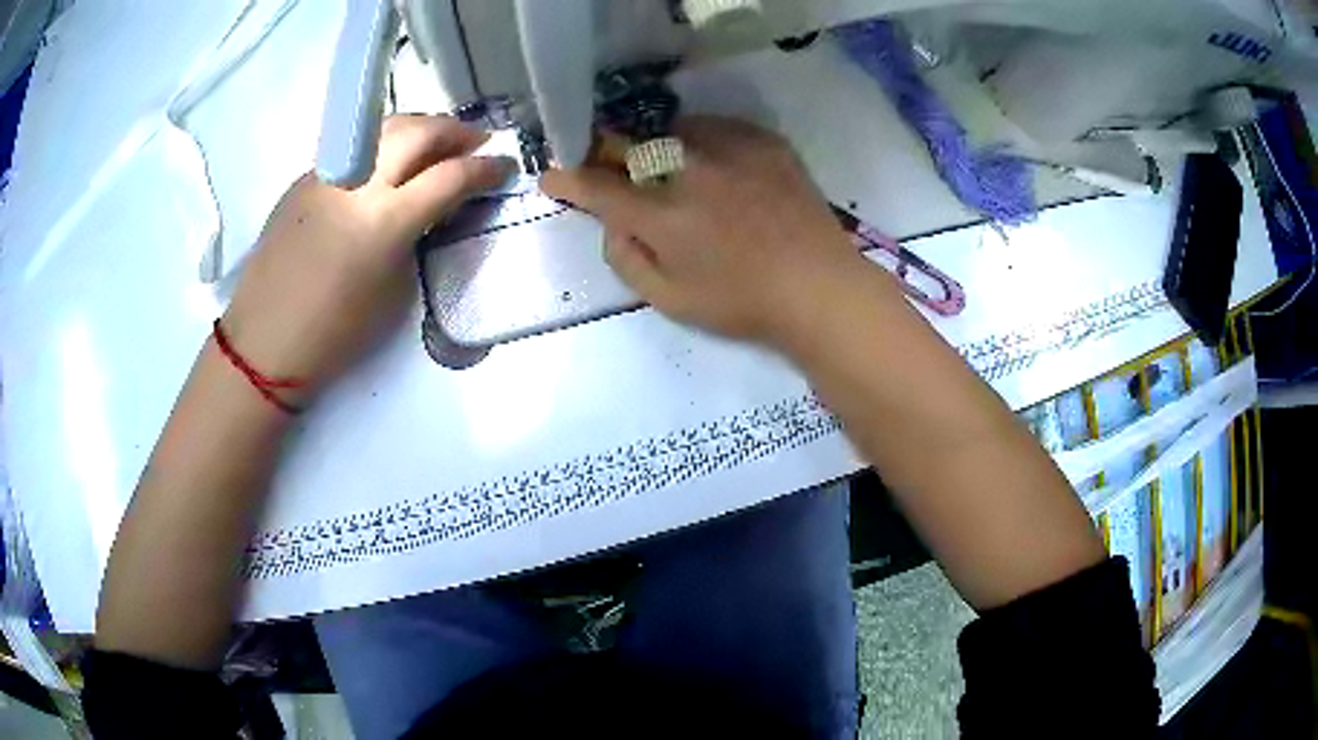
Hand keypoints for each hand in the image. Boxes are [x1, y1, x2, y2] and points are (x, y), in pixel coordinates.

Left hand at [222, 115, 512, 402]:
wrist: (265, 341)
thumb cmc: (335, 333)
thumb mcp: (394, 291)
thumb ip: (418, 237)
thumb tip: (433, 208)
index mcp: (384, 220)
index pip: (450, 176)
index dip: (486, 169)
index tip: (505, 167)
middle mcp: (357, 183)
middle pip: (419, 132)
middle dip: (456, 132)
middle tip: (477, 143)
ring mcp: (328, 173)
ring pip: (385, 128)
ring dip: (421, 129)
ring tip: (438, 143)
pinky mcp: (306, 177)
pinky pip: (356, 147)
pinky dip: (384, 145)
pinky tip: (389, 164)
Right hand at [541, 117, 873, 349]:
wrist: (818, 286)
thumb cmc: (742, 303)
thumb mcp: (670, 301)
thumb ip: (627, 259)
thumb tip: (612, 223)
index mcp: (662, 215)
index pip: (598, 187)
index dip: (568, 180)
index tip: (552, 177)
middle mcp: (689, 171)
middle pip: (629, 145)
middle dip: (608, 152)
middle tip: (608, 163)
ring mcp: (730, 150)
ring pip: (672, 131)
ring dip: (658, 146)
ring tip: (670, 166)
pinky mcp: (763, 141)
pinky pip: (716, 127)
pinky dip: (702, 140)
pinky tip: (713, 161)